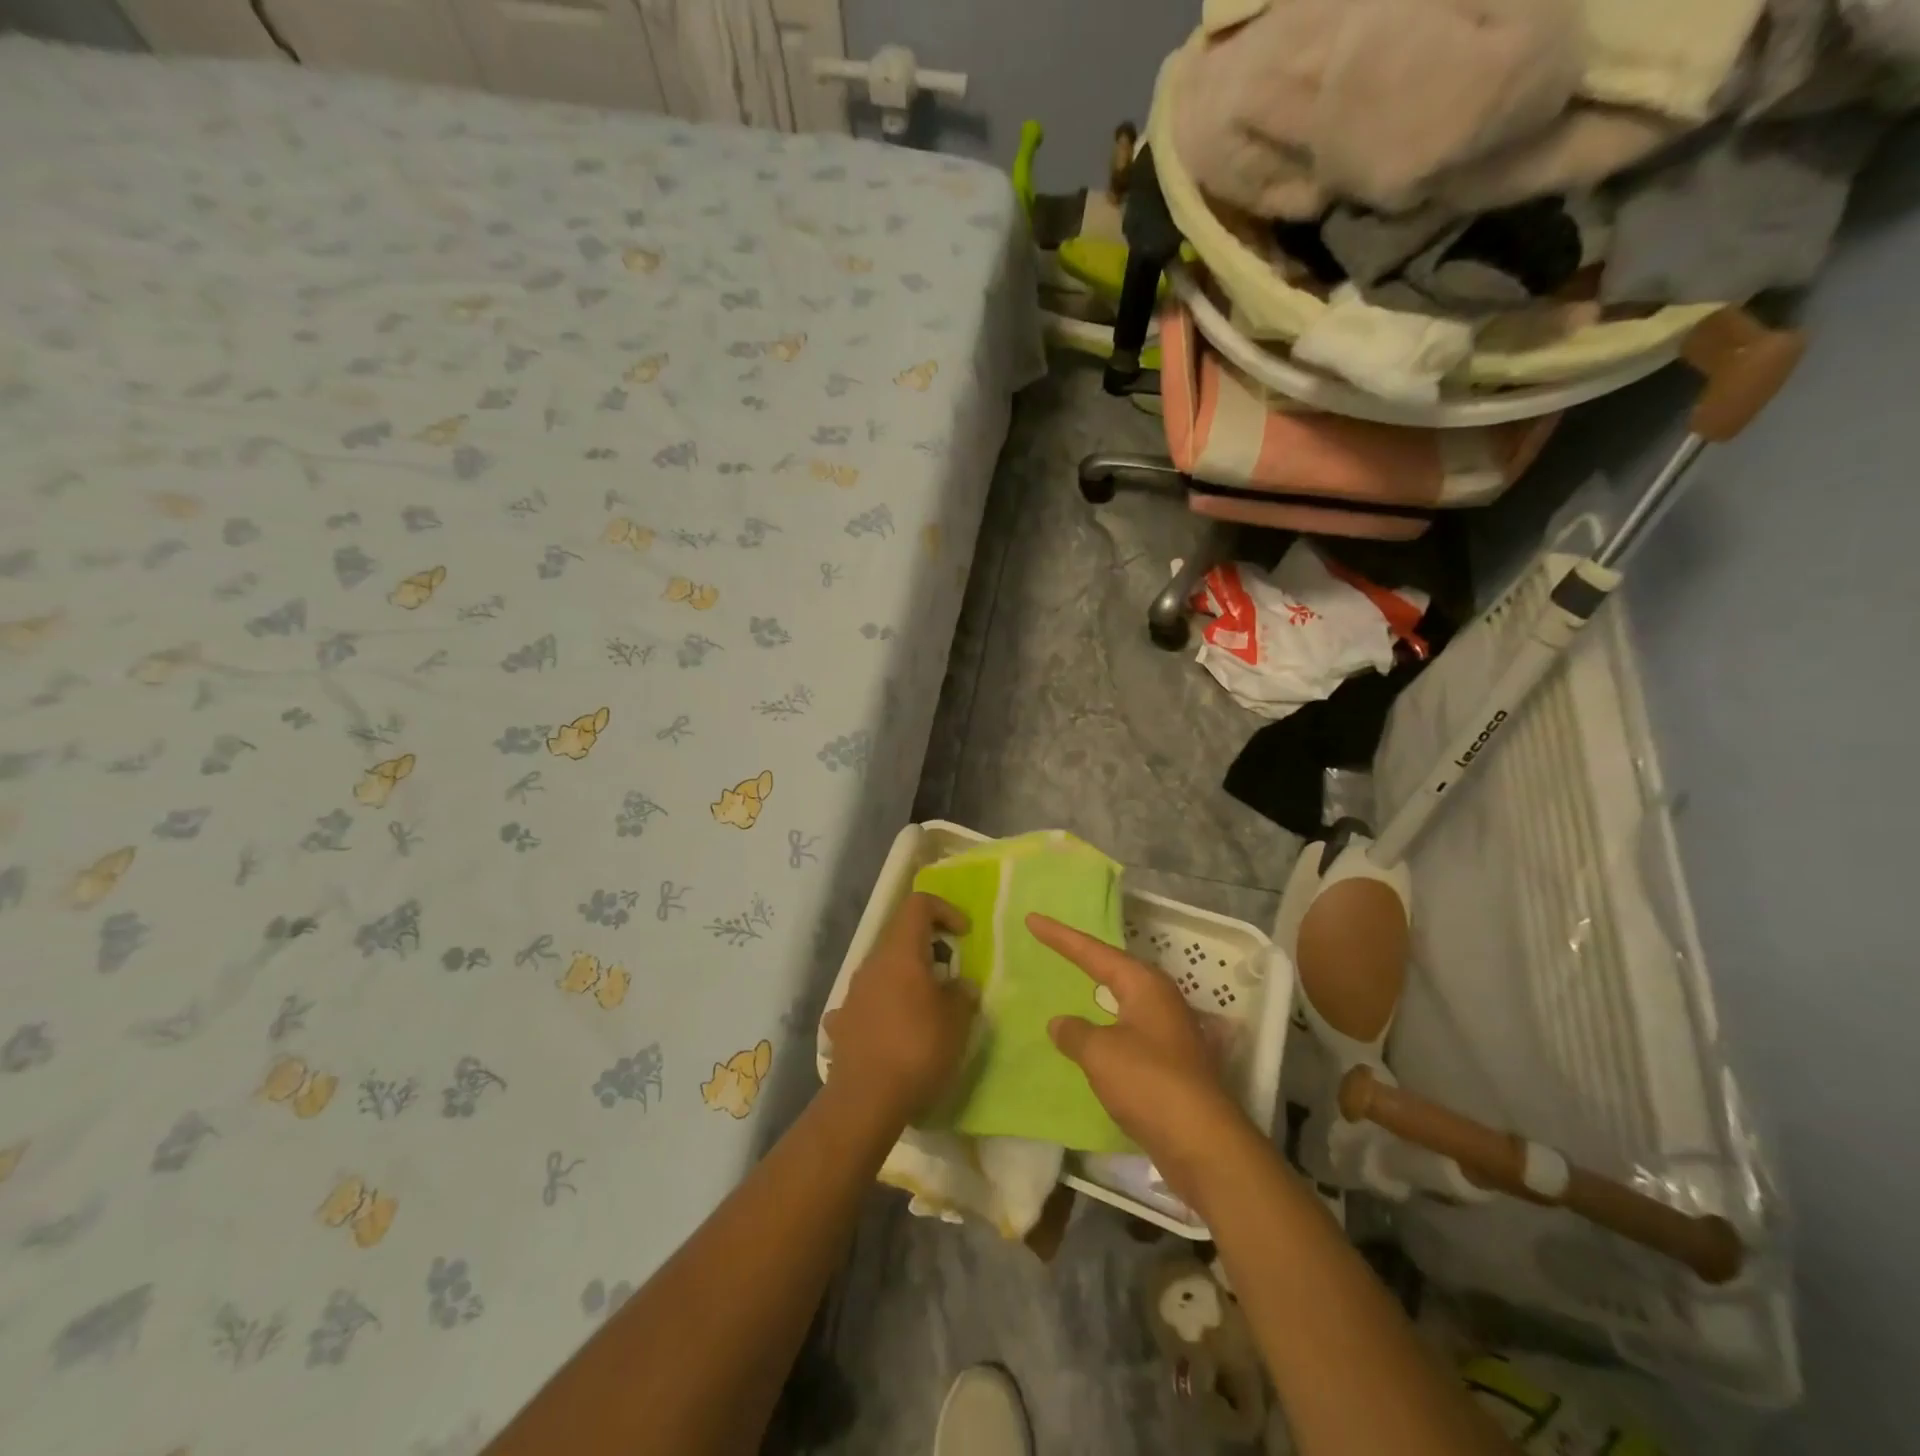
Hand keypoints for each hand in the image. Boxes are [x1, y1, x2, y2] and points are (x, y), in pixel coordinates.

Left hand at [823, 892, 975, 1128]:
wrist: (865, 1100)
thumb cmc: (918, 1049)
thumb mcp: (957, 1021)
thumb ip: (963, 994)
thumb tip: (961, 986)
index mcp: (901, 952)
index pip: (918, 904)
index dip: (945, 910)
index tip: (964, 936)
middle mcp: (872, 963)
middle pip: (900, 935)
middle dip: (929, 947)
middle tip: (951, 974)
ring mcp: (852, 992)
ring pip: (884, 968)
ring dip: (907, 976)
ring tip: (927, 1007)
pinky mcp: (842, 1021)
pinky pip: (868, 1000)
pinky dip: (885, 1004)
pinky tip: (894, 1030)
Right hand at [1029, 912, 1257, 1210]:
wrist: (1202, 1142)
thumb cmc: (1149, 1083)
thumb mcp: (1100, 1052)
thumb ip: (1075, 1032)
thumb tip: (1060, 1022)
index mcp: (1144, 984)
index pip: (1094, 952)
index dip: (1060, 937)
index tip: (1033, 919)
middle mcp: (1160, 999)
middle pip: (1113, 969)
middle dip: (1083, 957)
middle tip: (1052, 944)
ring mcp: (1169, 1031)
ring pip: (1123, 1000)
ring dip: (1097, 992)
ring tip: (1071, 983)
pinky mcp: (1170, 1063)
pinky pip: (1127, 1030)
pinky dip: (1105, 1025)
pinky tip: (1091, 1036)